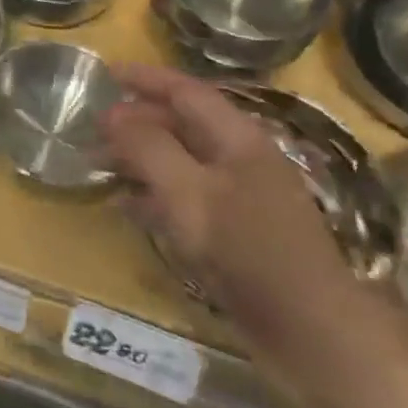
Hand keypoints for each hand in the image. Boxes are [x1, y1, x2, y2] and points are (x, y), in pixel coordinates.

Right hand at [98, 64, 403, 379]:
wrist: (314, 334)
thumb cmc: (249, 249)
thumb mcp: (188, 191)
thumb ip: (147, 147)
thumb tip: (113, 114)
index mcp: (238, 139)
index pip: (187, 92)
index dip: (147, 78)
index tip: (107, 73)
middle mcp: (240, 160)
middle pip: (182, 125)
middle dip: (136, 121)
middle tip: (92, 127)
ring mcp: (239, 199)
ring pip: (179, 163)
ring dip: (139, 158)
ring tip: (98, 164)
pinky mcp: (235, 235)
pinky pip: (184, 200)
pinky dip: (152, 195)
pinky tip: (125, 206)